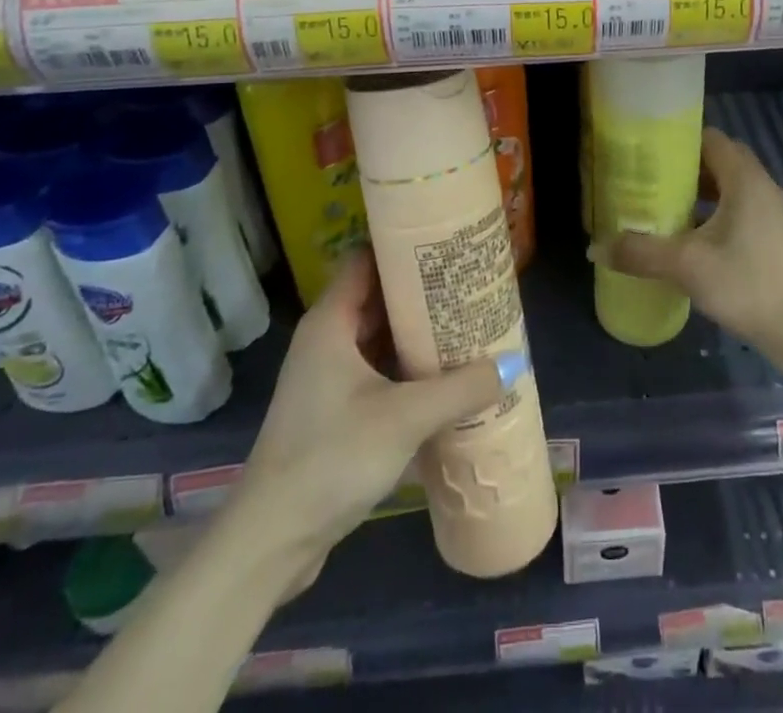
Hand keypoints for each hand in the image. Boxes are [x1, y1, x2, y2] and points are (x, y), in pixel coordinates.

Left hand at [234, 252, 503, 586]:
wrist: (271, 541)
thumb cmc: (332, 459)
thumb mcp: (405, 419)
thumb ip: (460, 389)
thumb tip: (511, 365)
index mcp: (331, 322)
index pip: (366, 259)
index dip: (403, 245)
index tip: (445, 242)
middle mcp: (326, 339)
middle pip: (377, 296)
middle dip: (421, 290)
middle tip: (469, 283)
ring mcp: (326, 377)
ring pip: (378, 337)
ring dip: (416, 332)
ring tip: (465, 323)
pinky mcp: (332, 411)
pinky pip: (375, 370)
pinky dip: (405, 366)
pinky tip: (442, 376)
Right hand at [601, 127, 782, 357]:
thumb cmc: (745, 284)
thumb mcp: (686, 266)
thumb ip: (640, 253)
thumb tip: (595, 248)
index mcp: (745, 180)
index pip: (711, 138)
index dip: (680, 140)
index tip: (650, 152)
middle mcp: (763, 186)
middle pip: (721, 159)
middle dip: (687, 165)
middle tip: (653, 178)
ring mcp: (774, 212)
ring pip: (733, 185)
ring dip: (703, 189)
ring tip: (668, 205)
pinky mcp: (776, 236)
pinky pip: (742, 206)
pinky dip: (717, 210)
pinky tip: (695, 236)